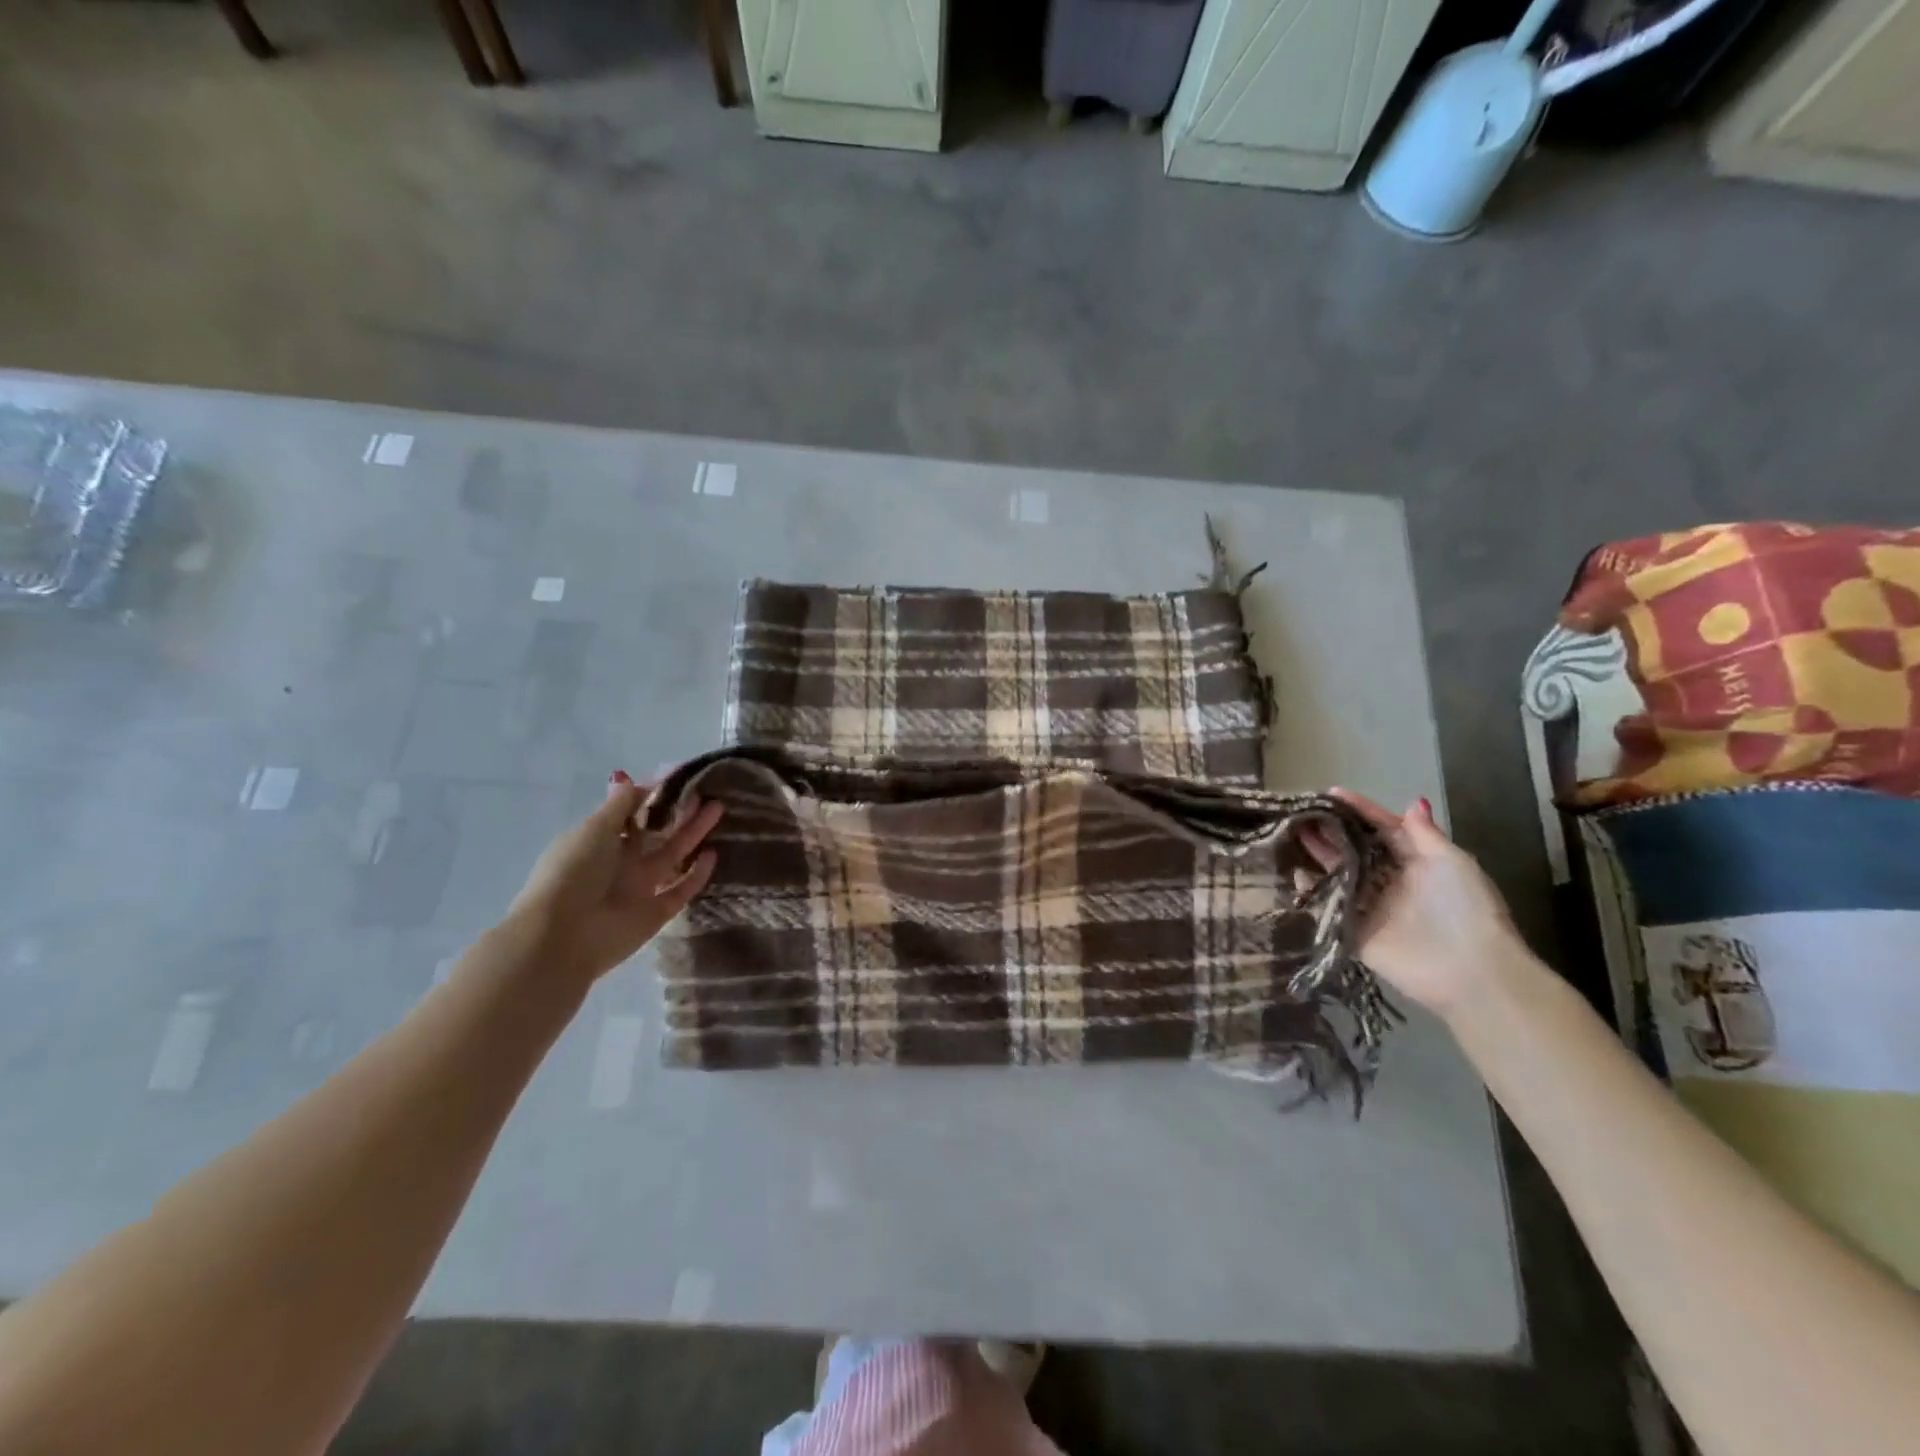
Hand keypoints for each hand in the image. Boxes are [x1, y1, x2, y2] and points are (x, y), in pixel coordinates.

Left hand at [506, 771, 723, 981]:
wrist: (563, 936)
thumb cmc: (573, 873)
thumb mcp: (594, 830)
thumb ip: (619, 806)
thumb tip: (630, 779)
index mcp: (599, 841)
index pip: (631, 814)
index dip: (654, 797)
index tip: (680, 780)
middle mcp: (620, 863)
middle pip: (656, 833)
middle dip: (679, 812)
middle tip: (705, 792)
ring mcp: (640, 888)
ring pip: (673, 856)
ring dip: (693, 834)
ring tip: (718, 809)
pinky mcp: (656, 913)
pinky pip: (681, 889)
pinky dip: (697, 874)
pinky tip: (713, 854)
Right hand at [1306, 791, 1528, 1021]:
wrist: (1469, 969)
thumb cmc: (1465, 908)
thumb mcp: (1452, 862)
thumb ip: (1425, 835)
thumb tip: (1413, 802)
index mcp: (1417, 862)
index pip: (1384, 829)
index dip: (1360, 810)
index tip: (1331, 793)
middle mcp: (1390, 881)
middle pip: (1355, 849)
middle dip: (1331, 829)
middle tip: (1303, 812)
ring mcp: (1371, 906)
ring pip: (1338, 873)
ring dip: (1318, 853)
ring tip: (1290, 832)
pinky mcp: (1355, 931)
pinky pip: (1329, 905)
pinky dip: (1312, 890)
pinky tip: (1293, 872)